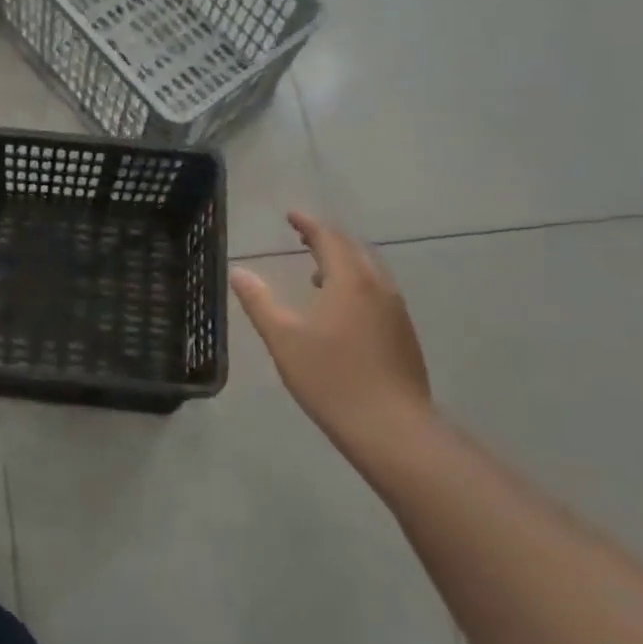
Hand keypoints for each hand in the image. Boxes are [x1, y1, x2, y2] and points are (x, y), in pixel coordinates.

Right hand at [229, 212, 431, 452]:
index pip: (329, 238)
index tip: (290, 215)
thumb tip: (239, 272)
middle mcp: (378, 287)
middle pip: (354, 249)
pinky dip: (355, 283)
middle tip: (302, 235)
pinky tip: (340, 308)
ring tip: (315, 270)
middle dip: (327, 238)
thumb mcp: (283, 339)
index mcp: (350, 281)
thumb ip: (259, 301)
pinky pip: (377, 291)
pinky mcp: (403, 334)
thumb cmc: (331, 378)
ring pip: (369, 271)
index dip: (308, 223)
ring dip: (343, 261)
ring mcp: (396, 311)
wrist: (392, 428)